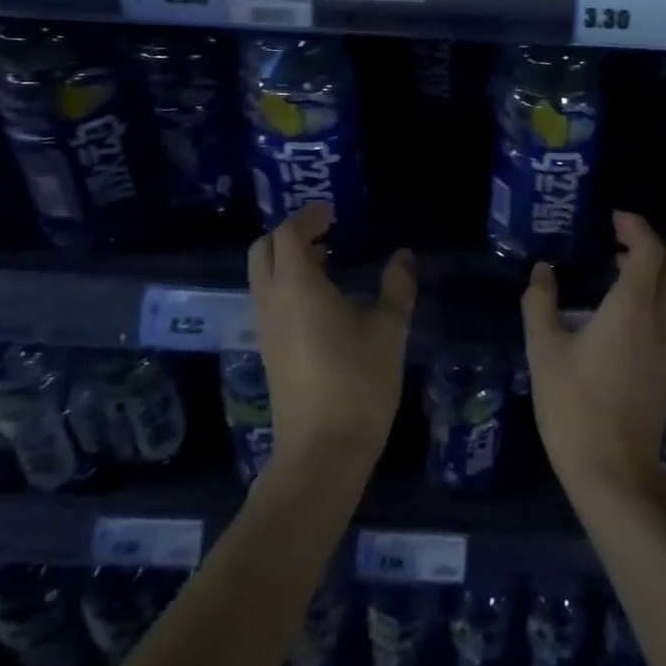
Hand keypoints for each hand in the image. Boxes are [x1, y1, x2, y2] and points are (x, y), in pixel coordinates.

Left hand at [247, 203, 416, 476]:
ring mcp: (266, 328)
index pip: (288, 234)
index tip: (333, 213)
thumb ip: (396, 286)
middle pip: (264, 250)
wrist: (321, 452)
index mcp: (297, 286)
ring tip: (329, 262)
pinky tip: (323, 300)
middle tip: (326, 232)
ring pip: (263, 276)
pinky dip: (287, 285)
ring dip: (288, 260)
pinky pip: (269, 300)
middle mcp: (272, 301)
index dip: (308, 217)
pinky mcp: (269, 351)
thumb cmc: (358, 382)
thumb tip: (403, 256)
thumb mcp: (389, 329)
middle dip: (289, 234)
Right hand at [520, 212, 665, 501]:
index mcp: (635, 307)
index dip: (636, 227)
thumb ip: (540, 302)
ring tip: (616, 268)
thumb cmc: (574, 407)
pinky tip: (623, 307)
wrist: (614, 473)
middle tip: (617, 239)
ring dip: (656, 268)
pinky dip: (657, 293)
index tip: (613, 218)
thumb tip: (543, 272)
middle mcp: (663, 318)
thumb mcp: (544, 350)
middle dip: (651, 243)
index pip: (650, 249)